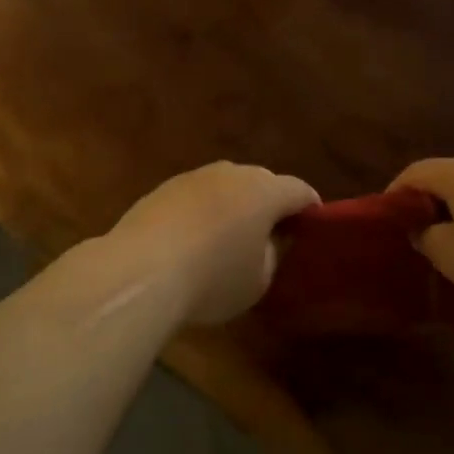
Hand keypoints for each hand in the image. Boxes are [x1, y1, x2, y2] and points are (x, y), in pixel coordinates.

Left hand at [107, 163, 318, 326]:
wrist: (140, 271)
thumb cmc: (213, 278)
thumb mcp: (258, 281)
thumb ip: (272, 255)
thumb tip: (268, 242)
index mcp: (265, 191)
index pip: (300, 190)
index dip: (310, 208)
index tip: (312, 225)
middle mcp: (232, 173)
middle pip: (262, 182)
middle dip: (270, 204)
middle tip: (270, 233)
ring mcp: (194, 177)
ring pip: (226, 187)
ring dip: (234, 206)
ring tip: (229, 237)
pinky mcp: (163, 188)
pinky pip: (196, 197)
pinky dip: (203, 212)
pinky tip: (193, 240)